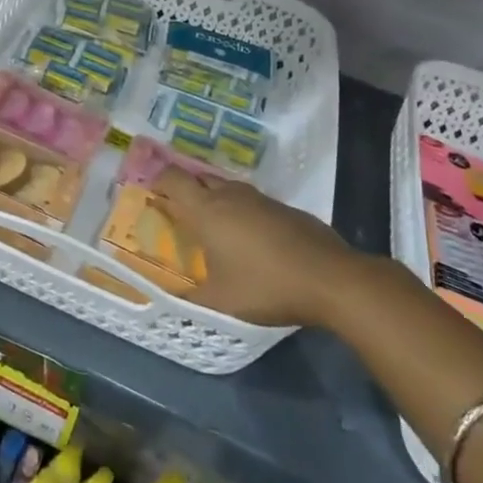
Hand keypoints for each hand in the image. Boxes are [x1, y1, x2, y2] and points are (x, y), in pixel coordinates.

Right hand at [153, 168, 355, 326]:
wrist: (332, 279)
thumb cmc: (266, 287)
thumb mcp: (220, 303)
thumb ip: (190, 300)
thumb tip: (169, 301)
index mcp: (207, 210)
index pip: (173, 179)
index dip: (158, 182)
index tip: (151, 196)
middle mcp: (230, 196)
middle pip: (199, 179)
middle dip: (185, 190)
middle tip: (178, 214)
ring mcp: (261, 199)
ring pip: (227, 188)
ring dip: (214, 200)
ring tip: (211, 227)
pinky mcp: (285, 209)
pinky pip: (251, 202)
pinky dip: (241, 211)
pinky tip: (249, 238)